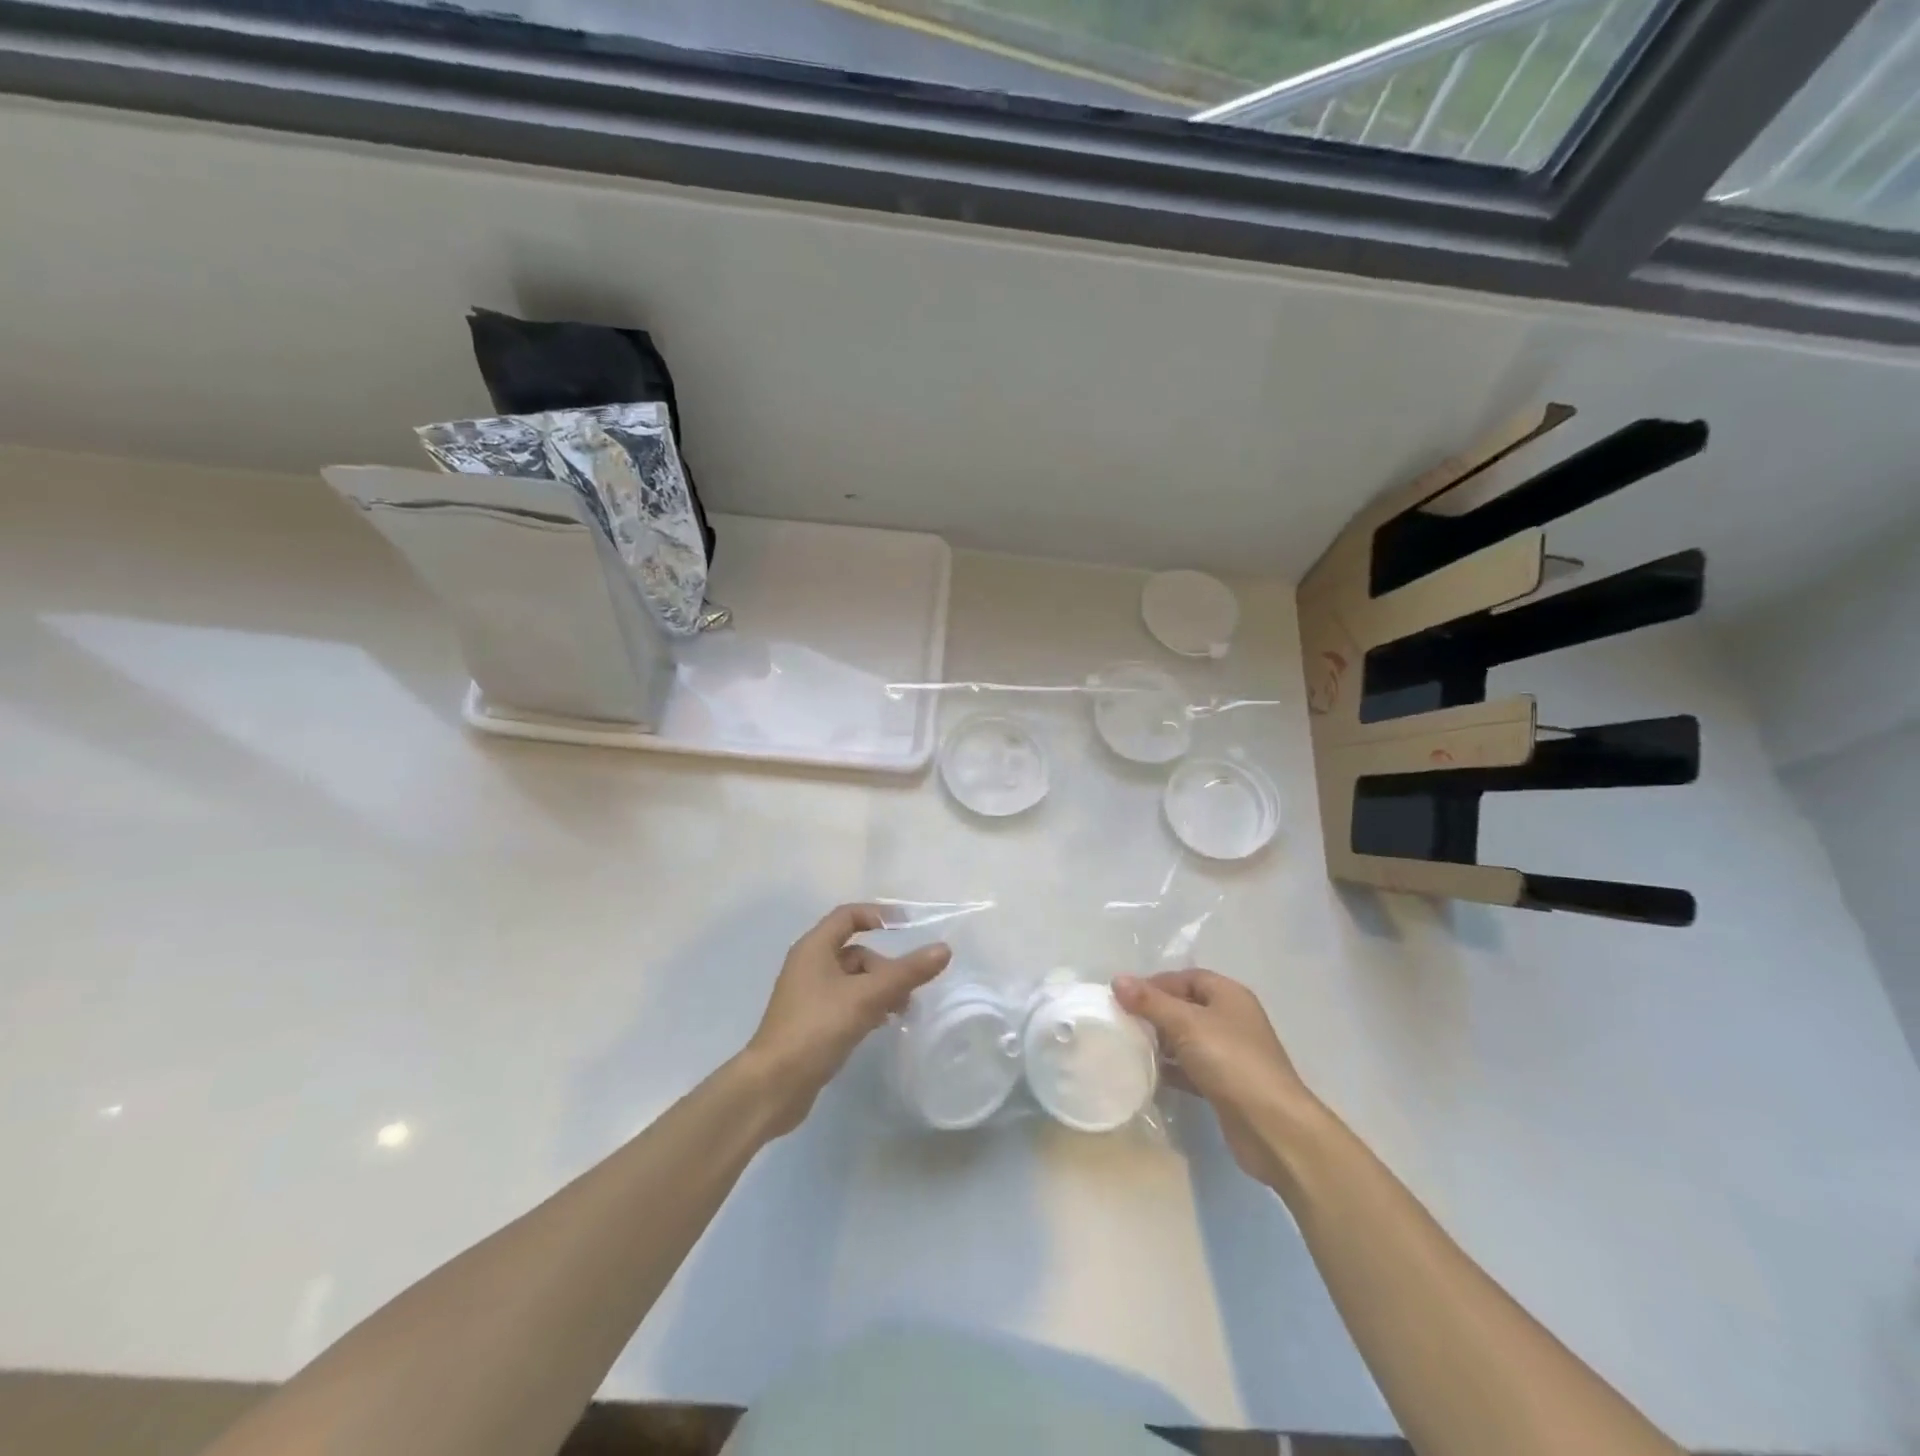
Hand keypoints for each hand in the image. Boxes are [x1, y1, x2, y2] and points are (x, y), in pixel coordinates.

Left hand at [743, 904, 950, 1136]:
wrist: (773, 1086)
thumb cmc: (816, 1029)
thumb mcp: (866, 997)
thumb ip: (906, 972)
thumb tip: (943, 949)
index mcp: (814, 948)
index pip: (848, 916)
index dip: (879, 915)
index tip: (909, 927)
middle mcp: (808, 966)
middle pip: (855, 952)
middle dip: (885, 967)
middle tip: (907, 991)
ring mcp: (807, 996)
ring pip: (852, 980)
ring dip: (878, 990)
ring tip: (900, 1012)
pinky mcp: (810, 1023)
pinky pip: (845, 1003)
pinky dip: (866, 1007)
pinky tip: (880, 1025)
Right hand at [1114, 969, 1317, 1188]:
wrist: (1273, 1128)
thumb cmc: (1231, 1062)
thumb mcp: (1186, 1024)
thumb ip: (1150, 1002)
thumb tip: (1117, 980)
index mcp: (1228, 995)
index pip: (1186, 977)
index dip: (1155, 983)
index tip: (1123, 997)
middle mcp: (1231, 1019)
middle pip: (1185, 1007)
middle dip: (1154, 1013)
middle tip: (1122, 1022)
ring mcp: (1230, 1054)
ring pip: (1187, 1039)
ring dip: (1161, 1042)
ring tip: (1128, 1047)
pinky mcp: (1226, 1085)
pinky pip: (1191, 1068)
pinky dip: (1172, 1069)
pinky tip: (1147, 1075)